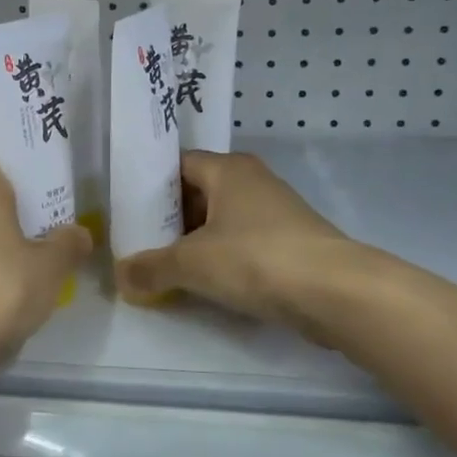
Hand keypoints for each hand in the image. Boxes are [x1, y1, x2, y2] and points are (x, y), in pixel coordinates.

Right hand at [114, 151, 348, 331]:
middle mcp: (252, 180)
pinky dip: (222, 257)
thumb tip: (120, 276)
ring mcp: (276, 211)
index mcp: (227, 169)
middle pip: (199, 192)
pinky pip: (243, 241)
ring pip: (222, 219)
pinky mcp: (291, 241)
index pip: (178, 164)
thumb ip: (151, 268)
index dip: (150, 185)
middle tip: (140, 241)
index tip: (128, 209)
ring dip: (196, 240)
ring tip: (166, 264)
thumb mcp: (191, 264)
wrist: (336, 292)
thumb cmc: (255, 259)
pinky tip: (206, 282)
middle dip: (170, 218)